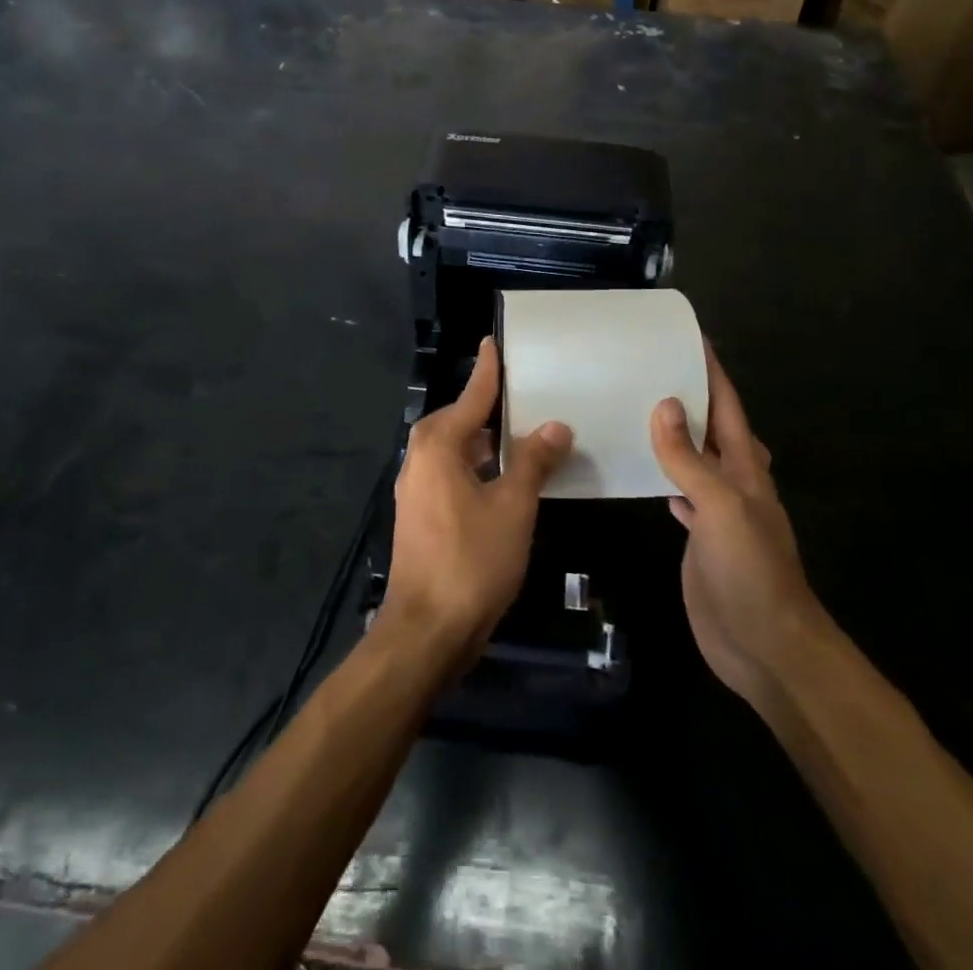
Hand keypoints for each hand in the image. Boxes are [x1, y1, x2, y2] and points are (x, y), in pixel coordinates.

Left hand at [385, 339, 571, 660]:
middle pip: (462, 420)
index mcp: (438, 444)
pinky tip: (508, 478)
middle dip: (493, 408)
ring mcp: (418, 488)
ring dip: (489, 442)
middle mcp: (421, 457)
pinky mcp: (422, 514)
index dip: (489, 369)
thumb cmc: (471, 560)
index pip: (472, 395)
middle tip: (529, 392)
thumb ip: (533, 461)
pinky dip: (481, 468)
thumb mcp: (513, 506)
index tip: (495, 341)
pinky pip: (455, 474)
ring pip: (459, 450)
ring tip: (527, 434)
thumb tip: (555, 426)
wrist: (427, 631)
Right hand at [652, 345, 825, 713]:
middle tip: (647, 366)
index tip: (689, 335)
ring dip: (673, 433)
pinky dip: (661, 473)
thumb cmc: (751, 570)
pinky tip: (638, 467)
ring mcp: (716, 510)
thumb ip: (689, 458)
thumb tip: (666, 404)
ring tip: (635, 405)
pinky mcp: (699, 536)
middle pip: (710, 425)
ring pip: (693, 457)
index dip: (711, 369)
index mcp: (744, 465)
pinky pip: (677, 491)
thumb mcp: (720, 507)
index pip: (727, 404)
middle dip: (687, 394)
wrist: (767, 647)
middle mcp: (732, 480)